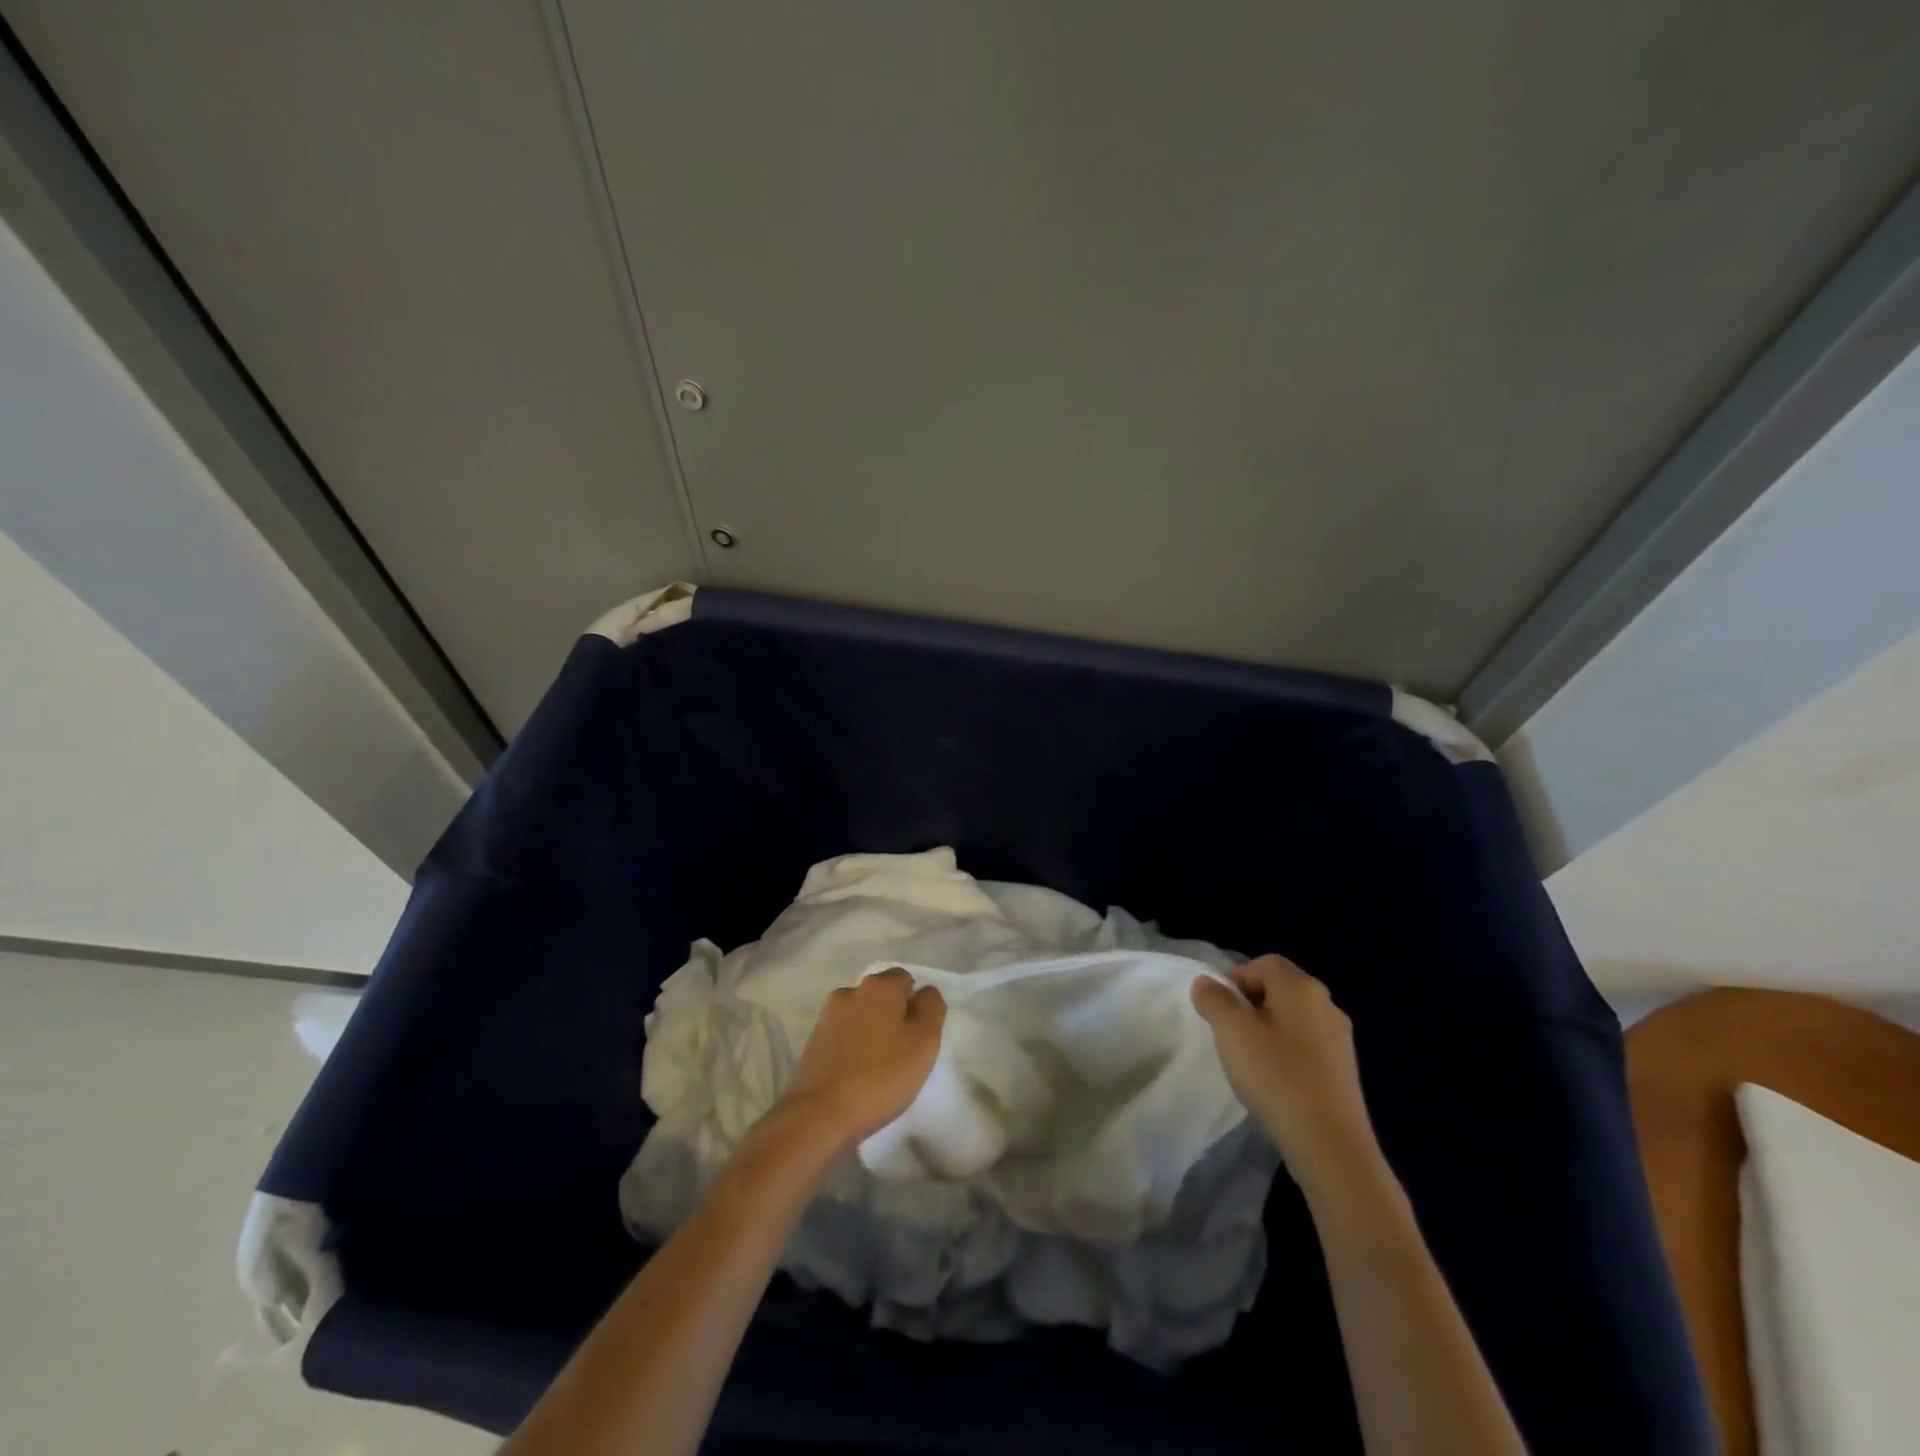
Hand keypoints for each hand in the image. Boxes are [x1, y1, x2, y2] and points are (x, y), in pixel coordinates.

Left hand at [775, 968, 946, 1152]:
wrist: (819, 1115)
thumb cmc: (881, 1076)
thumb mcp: (924, 1042)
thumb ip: (931, 1008)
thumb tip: (925, 992)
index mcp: (878, 986)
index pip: (905, 979)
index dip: (917, 1004)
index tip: (921, 1034)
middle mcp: (849, 991)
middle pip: (881, 996)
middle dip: (894, 1016)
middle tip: (904, 1051)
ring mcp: (827, 1016)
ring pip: (861, 1015)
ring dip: (872, 1031)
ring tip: (880, 1066)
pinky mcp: (813, 1042)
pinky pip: (843, 1035)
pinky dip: (853, 1047)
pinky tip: (858, 1073)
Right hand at [1191, 955, 1375, 1179]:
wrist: (1330, 1145)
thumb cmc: (1277, 1077)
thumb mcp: (1231, 1032)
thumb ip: (1214, 999)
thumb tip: (1206, 982)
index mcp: (1302, 988)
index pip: (1265, 962)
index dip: (1237, 978)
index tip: (1220, 1009)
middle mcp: (1327, 1004)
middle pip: (1281, 988)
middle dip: (1251, 1003)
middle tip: (1230, 1032)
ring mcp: (1340, 1039)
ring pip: (1294, 1018)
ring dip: (1268, 1029)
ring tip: (1249, 1059)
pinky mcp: (1344, 1070)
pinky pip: (1308, 1045)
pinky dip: (1287, 1053)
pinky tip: (1275, 1080)